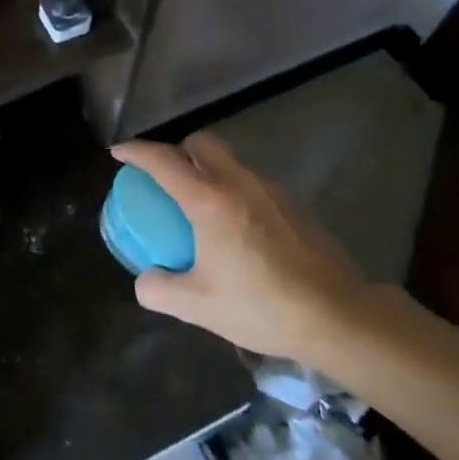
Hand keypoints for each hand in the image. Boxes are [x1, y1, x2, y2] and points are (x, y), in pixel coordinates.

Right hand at [113, 133, 368, 363]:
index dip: (135, 151)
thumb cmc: (262, 306)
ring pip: (230, 160)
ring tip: (201, 204)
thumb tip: (145, 279)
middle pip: (201, 143)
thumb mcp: (198, 305)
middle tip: (166, 177)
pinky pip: (252, 181)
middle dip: (178, 150)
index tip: (118, 152)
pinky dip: (234, 188)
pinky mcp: (294, 204)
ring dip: (208, 169)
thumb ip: (159, 289)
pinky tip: (237, 226)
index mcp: (207, 199)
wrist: (340, 316)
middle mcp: (237, 182)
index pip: (162, 160)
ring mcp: (270, 190)